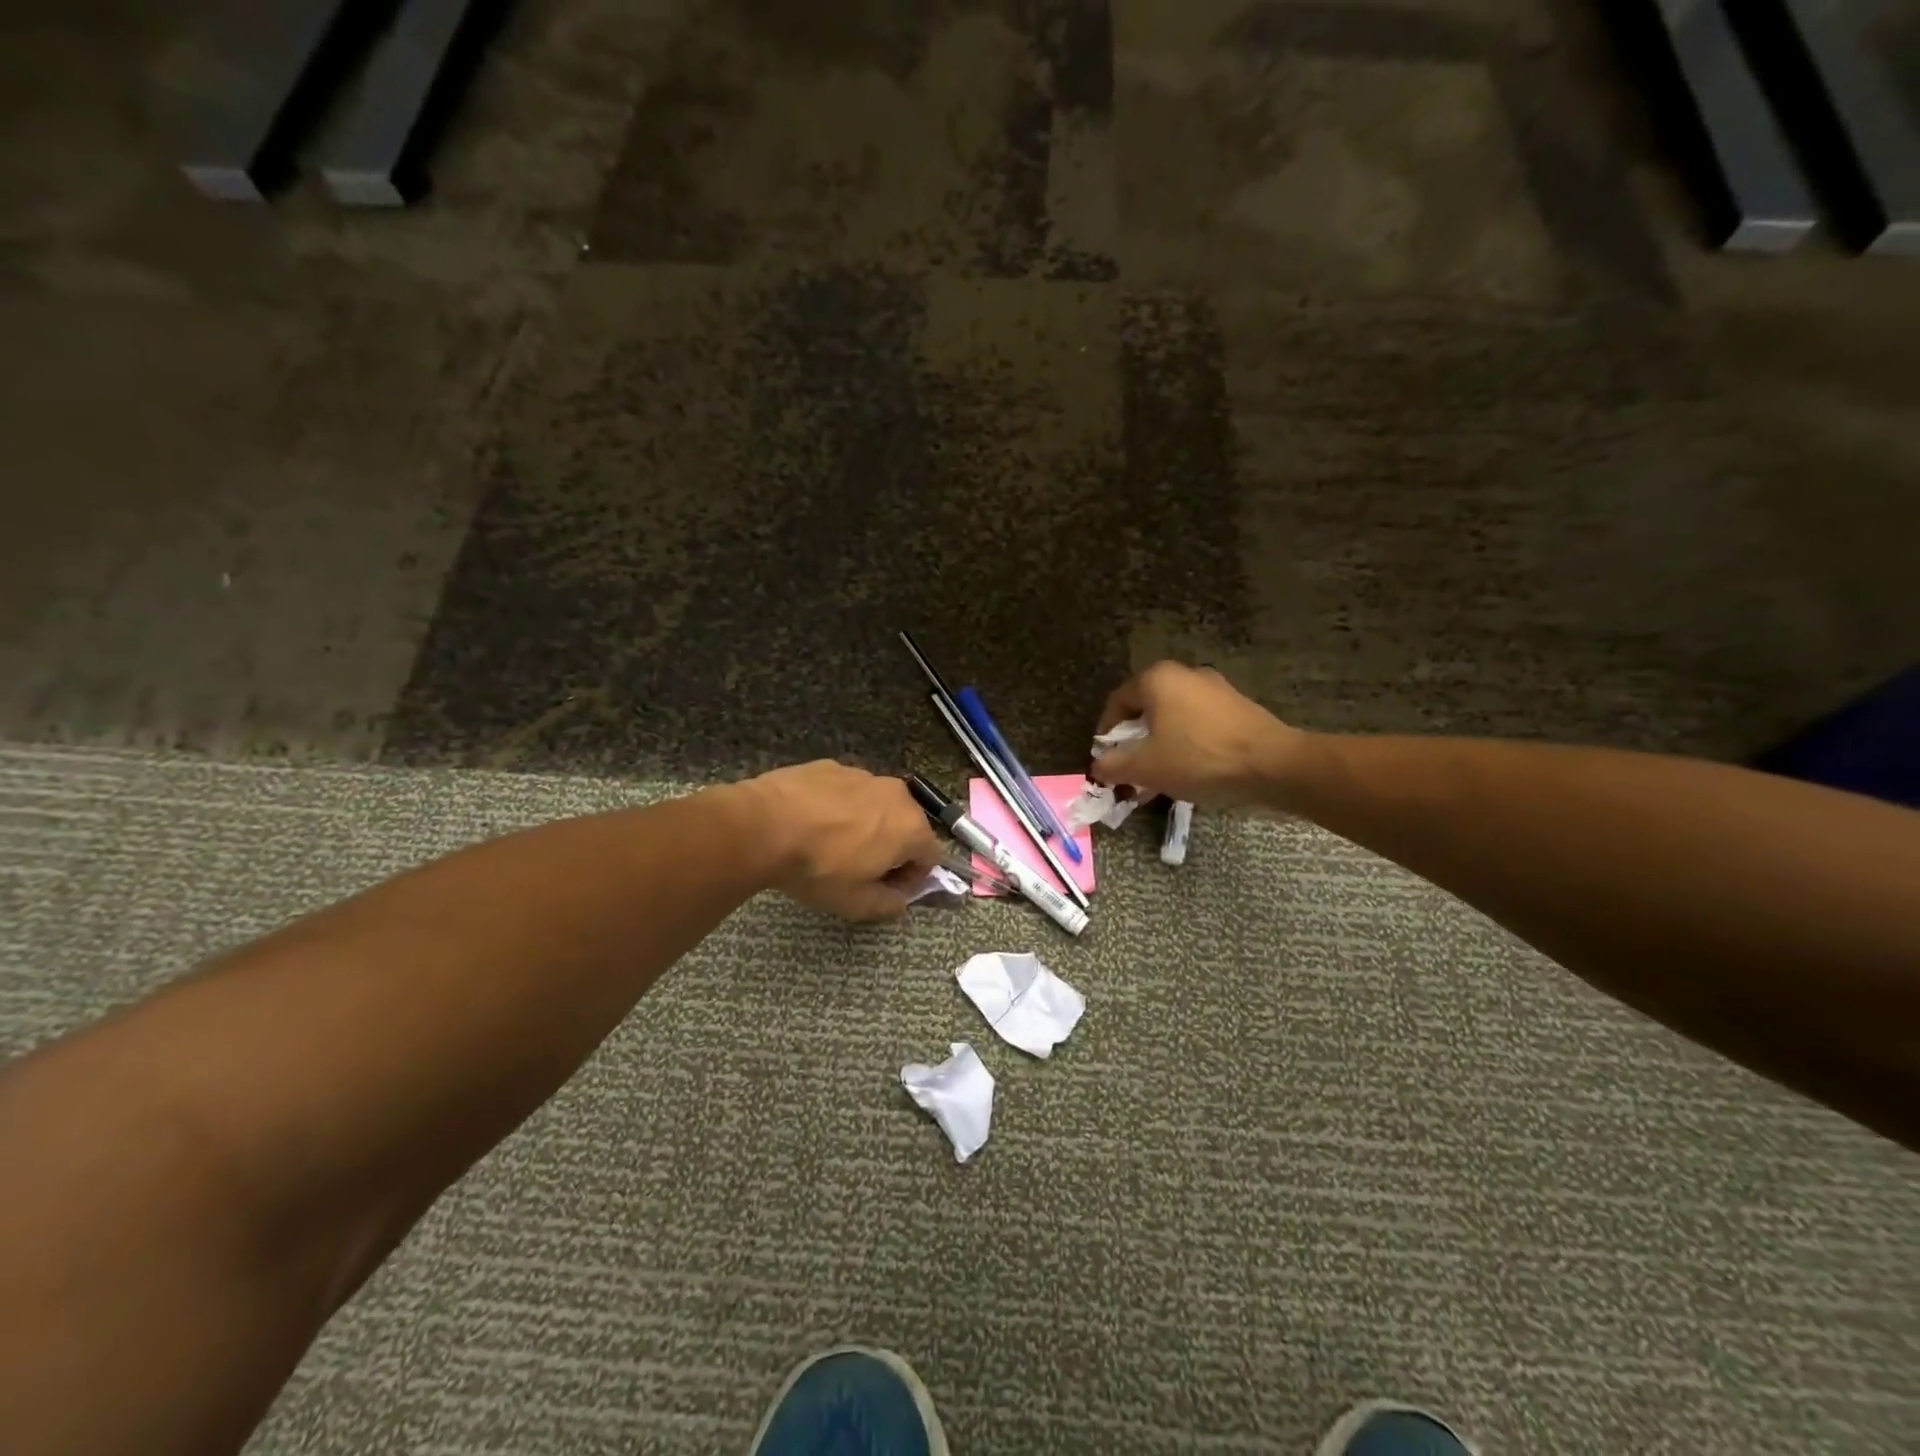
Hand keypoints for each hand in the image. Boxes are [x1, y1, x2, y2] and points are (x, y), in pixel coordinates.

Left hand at [744, 761, 945, 920]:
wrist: (764, 825)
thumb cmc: (819, 867)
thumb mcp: (855, 903)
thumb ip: (889, 905)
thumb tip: (900, 901)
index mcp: (911, 827)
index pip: (931, 857)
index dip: (912, 879)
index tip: (887, 891)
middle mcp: (896, 794)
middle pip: (906, 826)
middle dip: (892, 849)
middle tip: (861, 870)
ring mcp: (863, 775)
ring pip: (876, 806)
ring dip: (866, 825)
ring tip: (832, 845)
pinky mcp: (832, 766)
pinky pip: (847, 792)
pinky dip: (840, 807)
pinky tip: (813, 824)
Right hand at [1090, 661, 1302, 806]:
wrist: (1273, 765)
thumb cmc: (1199, 758)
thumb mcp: (1146, 767)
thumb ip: (1113, 765)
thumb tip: (1098, 767)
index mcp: (1157, 679)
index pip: (1117, 703)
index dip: (1106, 735)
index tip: (1106, 762)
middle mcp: (1185, 674)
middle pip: (1146, 710)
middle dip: (1134, 744)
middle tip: (1131, 773)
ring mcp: (1215, 689)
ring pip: (1173, 719)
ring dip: (1160, 747)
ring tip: (1158, 780)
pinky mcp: (1237, 708)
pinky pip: (1198, 725)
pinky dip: (1186, 745)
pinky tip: (1188, 773)